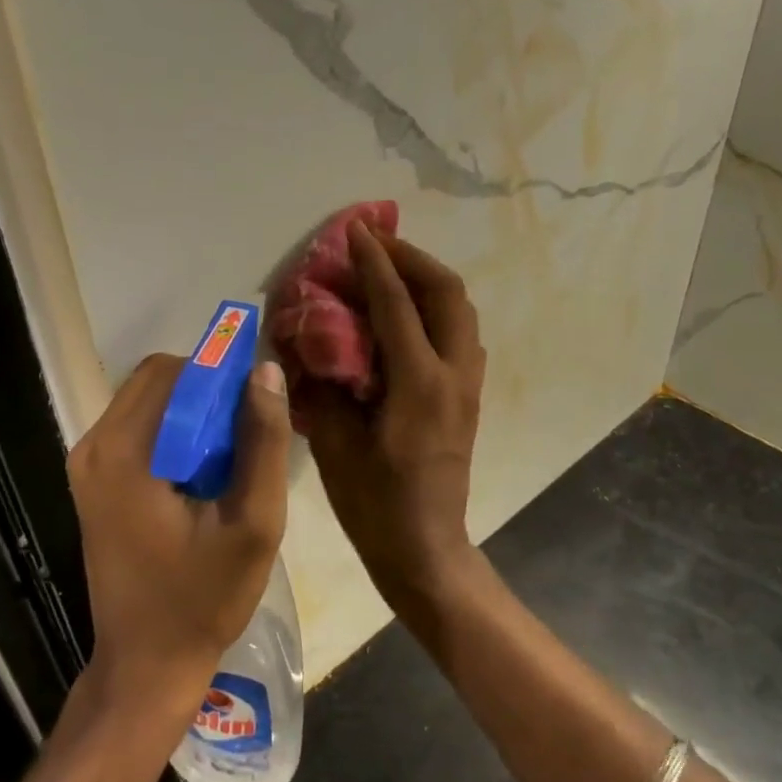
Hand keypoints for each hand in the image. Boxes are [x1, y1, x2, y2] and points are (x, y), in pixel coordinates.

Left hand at [67, 354, 291, 716]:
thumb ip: (263, 441)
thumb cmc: (203, 598)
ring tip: (230, 457)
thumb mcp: (253, 522)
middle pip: (156, 381)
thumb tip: (266, 371)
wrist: (147, 663)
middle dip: (207, 393)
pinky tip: (202, 474)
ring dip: (192, 413)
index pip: (173, 371)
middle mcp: (93, 447)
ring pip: (148, 402)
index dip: (219, 374)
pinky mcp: (93, 481)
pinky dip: (174, 433)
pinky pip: (138, 429)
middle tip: (246, 435)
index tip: (255, 403)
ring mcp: (87, 465)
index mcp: (124, 452)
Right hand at [296, 224, 486, 603]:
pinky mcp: (469, 397)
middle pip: (447, 293)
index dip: (374, 263)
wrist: (426, 549)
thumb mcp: (337, 445)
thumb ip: (326, 385)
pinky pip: (459, 334)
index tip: (356, 232)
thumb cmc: (375, 505)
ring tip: (391, 270)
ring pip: (461, 310)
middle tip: (378, 245)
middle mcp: (453, 375)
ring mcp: (468, 386)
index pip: (397, 305)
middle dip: (413, 259)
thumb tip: (313, 340)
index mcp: (419, 385)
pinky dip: (436, 309)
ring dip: (428, 280)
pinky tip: (405, 315)